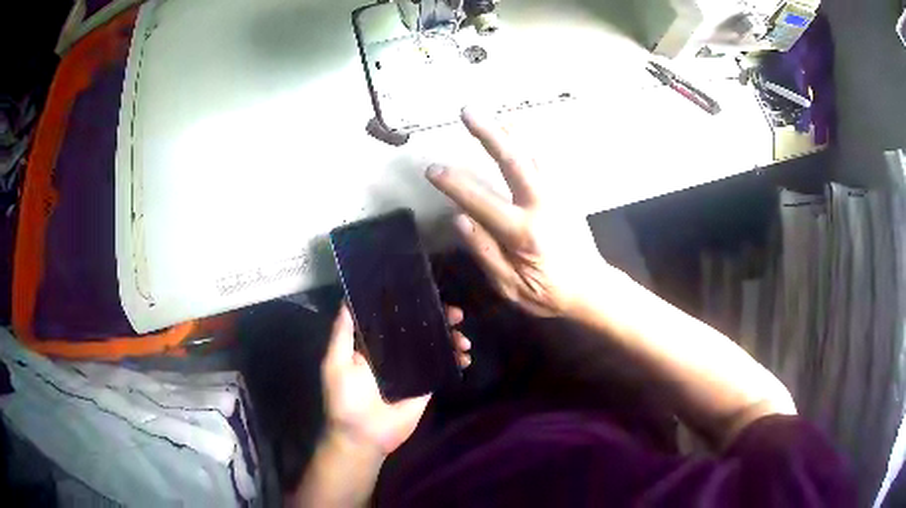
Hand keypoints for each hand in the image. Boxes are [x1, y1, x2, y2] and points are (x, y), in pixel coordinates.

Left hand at [321, 303, 470, 455]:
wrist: (364, 436)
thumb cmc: (345, 399)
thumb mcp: (336, 362)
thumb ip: (342, 333)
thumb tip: (347, 300)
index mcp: (373, 345)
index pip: (393, 318)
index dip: (410, 304)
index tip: (428, 293)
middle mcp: (393, 353)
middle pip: (419, 329)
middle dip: (439, 319)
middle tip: (457, 314)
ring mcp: (412, 369)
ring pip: (435, 345)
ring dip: (452, 338)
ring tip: (463, 340)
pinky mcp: (425, 386)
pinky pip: (443, 368)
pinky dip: (456, 360)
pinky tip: (465, 357)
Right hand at [426, 108, 605, 316]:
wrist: (591, 288)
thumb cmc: (549, 293)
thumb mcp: (511, 287)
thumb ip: (485, 252)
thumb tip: (460, 219)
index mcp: (523, 233)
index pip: (480, 201)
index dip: (454, 184)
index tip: (431, 170)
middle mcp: (541, 206)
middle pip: (514, 160)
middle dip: (489, 133)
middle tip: (467, 111)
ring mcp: (557, 196)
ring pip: (532, 154)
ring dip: (510, 132)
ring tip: (491, 115)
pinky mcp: (566, 194)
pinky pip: (544, 162)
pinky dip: (528, 144)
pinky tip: (517, 134)